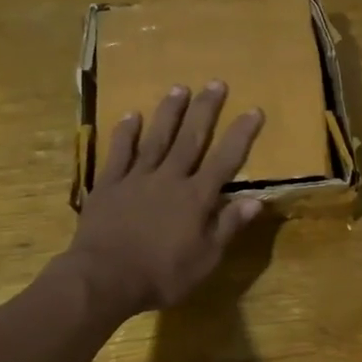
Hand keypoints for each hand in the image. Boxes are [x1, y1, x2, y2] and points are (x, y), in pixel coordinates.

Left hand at [60, 83, 265, 316]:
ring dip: (169, 112)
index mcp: (196, 198)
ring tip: (179, 87)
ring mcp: (137, 178)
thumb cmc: (161, 275)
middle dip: (205, 110)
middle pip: (191, 138)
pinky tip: (132, 115)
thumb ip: (228, 227)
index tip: (253, 110)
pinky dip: (126, 132)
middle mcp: (170, 179)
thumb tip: (257, 201)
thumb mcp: (205, 259)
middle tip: (215, 83)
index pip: (225, 160)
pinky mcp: (109, 184)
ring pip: (157, 138)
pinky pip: (119, 152)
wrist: (104, 278)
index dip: (241, 135)